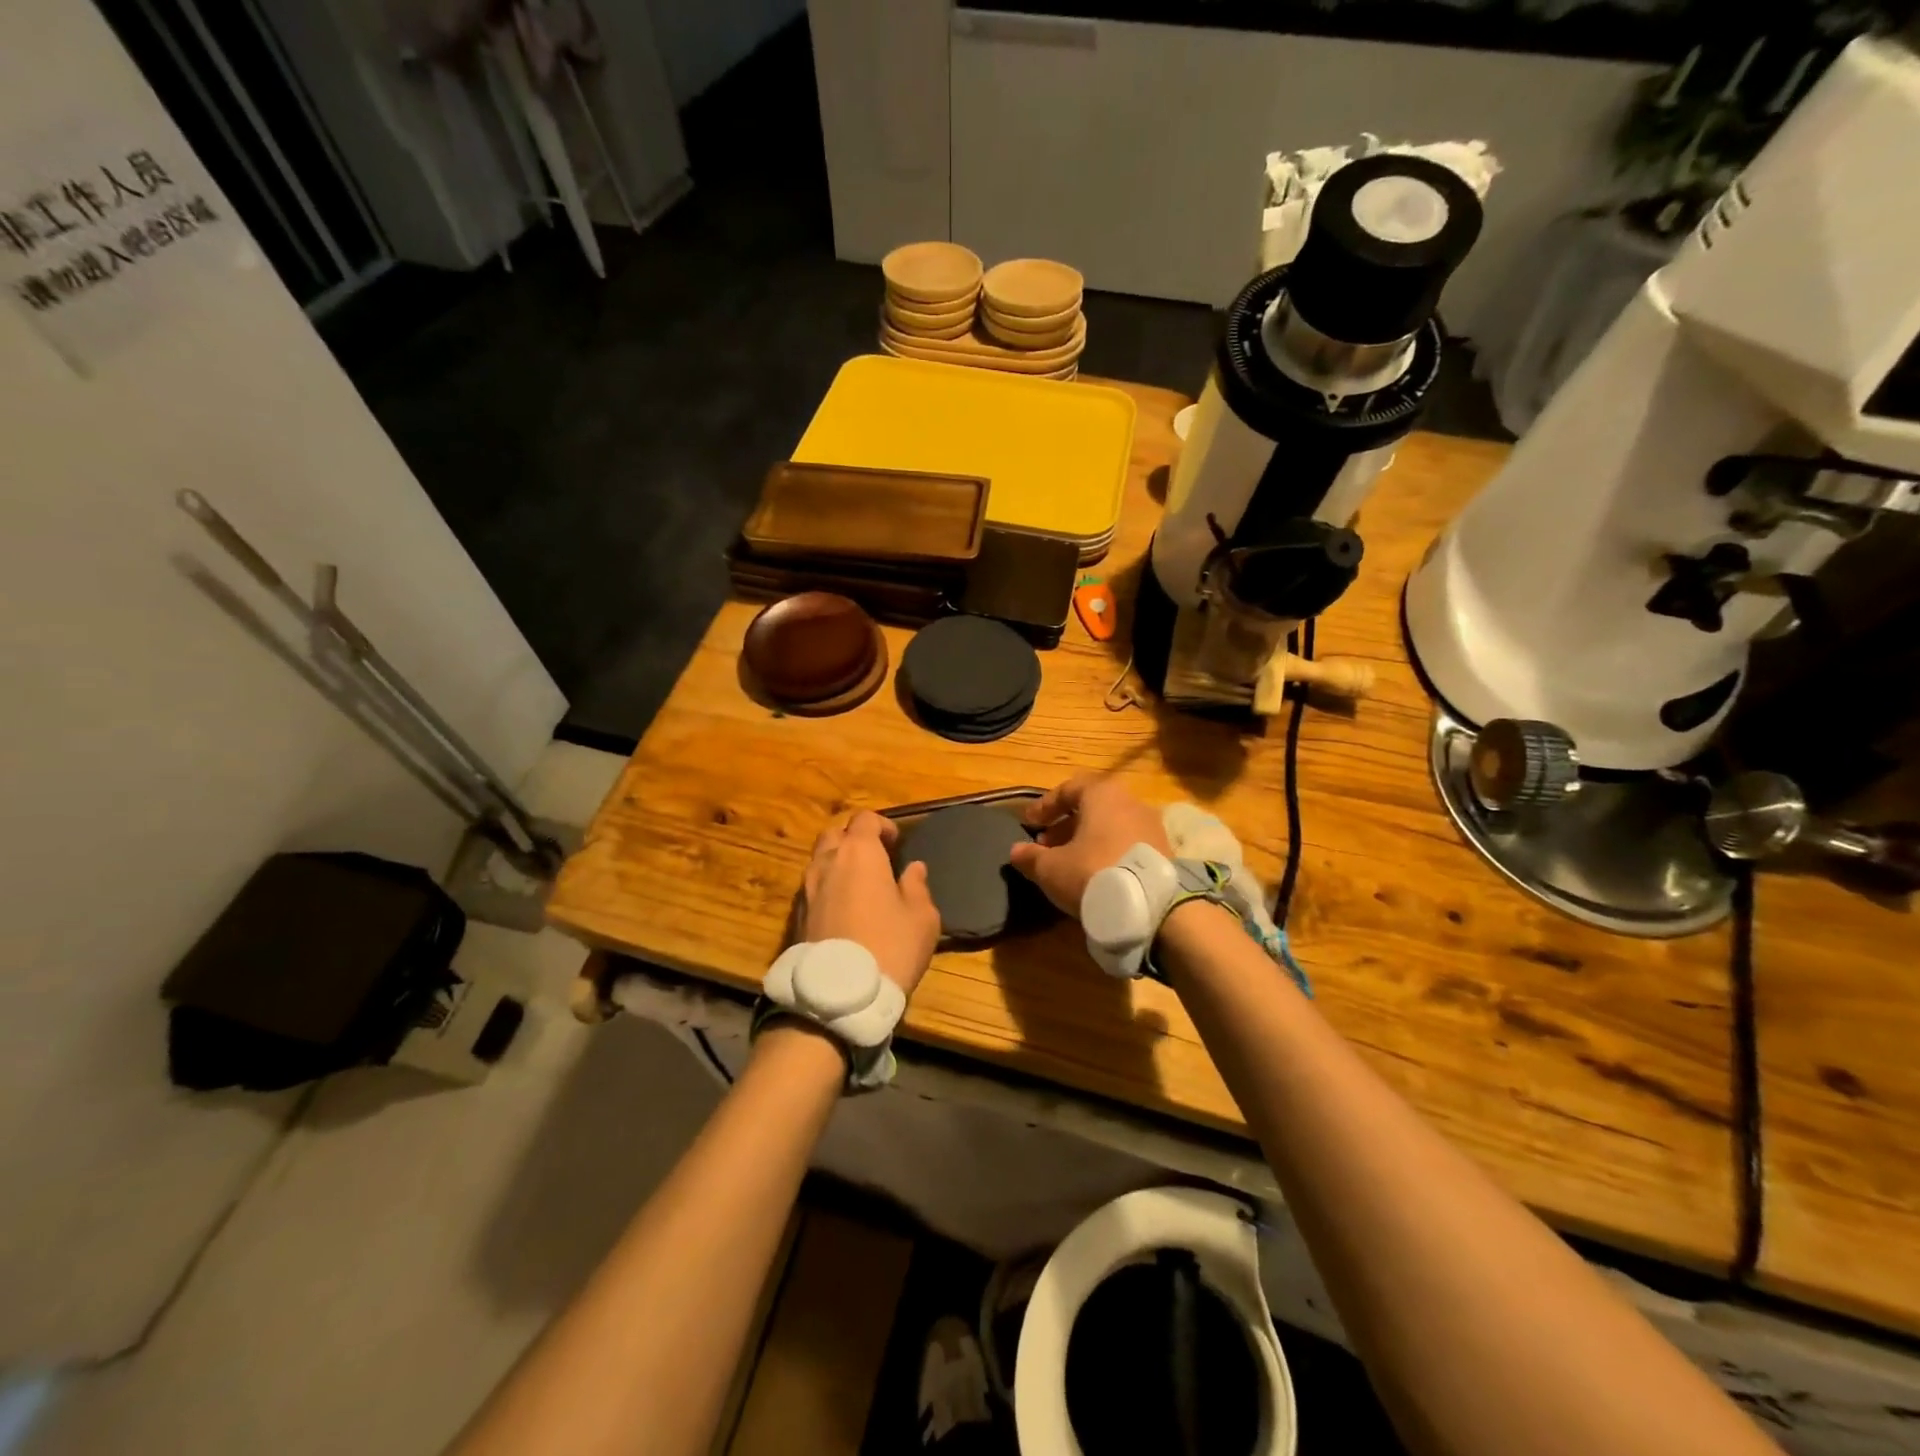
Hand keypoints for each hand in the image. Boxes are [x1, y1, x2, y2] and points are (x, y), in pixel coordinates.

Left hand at [803, 811, 940, 996]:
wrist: (838, 996)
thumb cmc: (890, 947)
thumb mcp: (921, 918)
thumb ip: (917, 887)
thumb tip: (914, 869)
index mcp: (859, 853)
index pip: (864, 819)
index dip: (882, 825)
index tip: (896, 844)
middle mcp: (827, 862)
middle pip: (835, 833)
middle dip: (853, 838)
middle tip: (875, 859)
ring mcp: (806, 889)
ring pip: (819, 860)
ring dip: (838, 864)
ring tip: (859, 886)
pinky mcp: (796, 916)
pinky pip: (812, 888)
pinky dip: (827, 889)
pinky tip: (843, 911)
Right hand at [1008, 775, 1169, 917]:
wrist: (1152, 908)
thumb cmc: (1093, 872)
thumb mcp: (1051, 868)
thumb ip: (1030, 856)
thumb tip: (1016, 851)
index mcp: (1103, 794)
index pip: (1069, 788)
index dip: (1045, 805)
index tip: (1029, 823)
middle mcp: (1131, 802)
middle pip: (1092, 808)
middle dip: (1065, 827)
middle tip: (1046, 846)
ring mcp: (1152, 827)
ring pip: (1111, 827)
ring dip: (1086, 841)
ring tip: (1068, 864)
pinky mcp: (1164, 853)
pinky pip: (1127, 845)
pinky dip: (1108, 853)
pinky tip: (1095, 877)